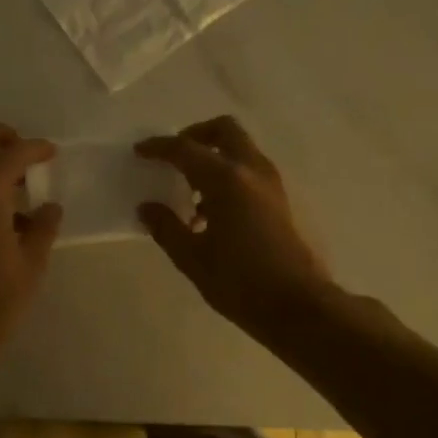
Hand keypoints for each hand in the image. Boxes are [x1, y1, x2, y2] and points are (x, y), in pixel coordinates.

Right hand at [135, 117, 330, 329]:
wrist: (298, 307)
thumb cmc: (240, 283)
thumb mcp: (193, 259)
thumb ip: (167, 227)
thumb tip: (146, 208)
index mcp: (226, 180)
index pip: (185, 149)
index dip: (159, 147)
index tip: (139, 151)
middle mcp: (251, 171)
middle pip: (223, 130)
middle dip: (195, 135)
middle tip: (173, 157)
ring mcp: (271, 183)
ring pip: (240, 148)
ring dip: (213, 156)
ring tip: (189, 192)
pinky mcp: (280, 199)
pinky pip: (249, 169)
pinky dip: (228, 174)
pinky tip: (211, 212)